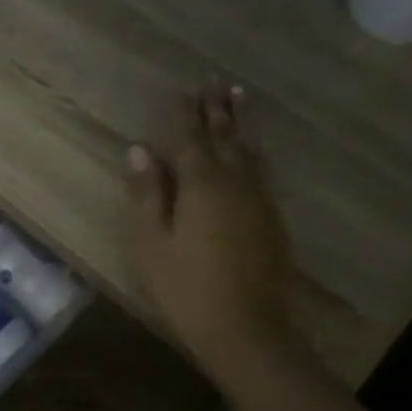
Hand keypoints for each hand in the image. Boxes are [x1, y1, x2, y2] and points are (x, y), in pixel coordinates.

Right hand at [126, 85, 295, 375]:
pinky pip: (261, 170)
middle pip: (225, 137)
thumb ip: (146, 194)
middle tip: (214, 82)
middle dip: (216, 110)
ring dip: (239, 124)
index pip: (189, 138)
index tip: (179, 90)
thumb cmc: (185, 287)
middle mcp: (235, 182)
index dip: (182, 114)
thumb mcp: (151, 243)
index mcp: (201, 185)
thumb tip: (139, 150)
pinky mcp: (272, 218)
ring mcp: (259, 199)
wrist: (245, 329)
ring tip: (236, 99)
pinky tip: (252, 150)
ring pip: (249, 151)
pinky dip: (252, 151)